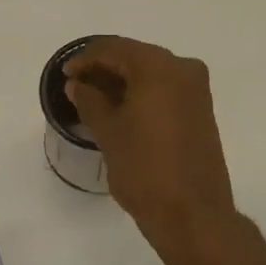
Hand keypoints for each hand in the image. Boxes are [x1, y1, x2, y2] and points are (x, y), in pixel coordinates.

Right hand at [64, 36, 243, 264]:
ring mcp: (196, 90)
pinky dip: (140, 94)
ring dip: (121, 82)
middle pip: (134, 57)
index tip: (65, 75)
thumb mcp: (109, 132)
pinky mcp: (200, 111)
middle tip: (76, 86)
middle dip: (103, 69)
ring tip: (92, 100)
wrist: (193, 215)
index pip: (114, 49)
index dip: (85, 59)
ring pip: (150, 74)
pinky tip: (118, 110)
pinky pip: (164, 90)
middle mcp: (183, 69)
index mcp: (159, 67)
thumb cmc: (145, 169)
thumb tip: (78, 84)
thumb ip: (89, 100)